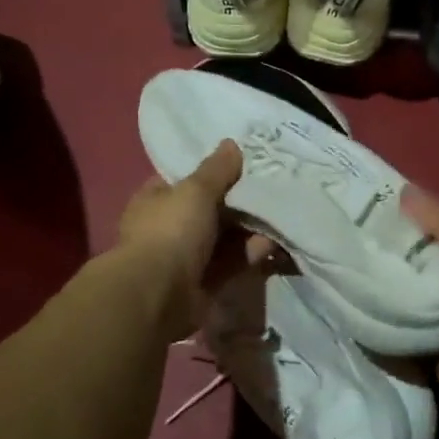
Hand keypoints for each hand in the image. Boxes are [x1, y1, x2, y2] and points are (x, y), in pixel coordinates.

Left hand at [118, 141, 269, 339]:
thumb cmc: (171, 231)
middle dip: (239, 200)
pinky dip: (251, 253)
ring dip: (250, 228)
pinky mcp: (205, 282)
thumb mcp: (195, 190)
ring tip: (282, 212)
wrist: (158, 295)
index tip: (245, 162)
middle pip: (210, 209)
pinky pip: (232, 262)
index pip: (186, 178)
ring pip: (225, 237)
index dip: (213, 170)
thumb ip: (216, 169)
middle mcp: (169, 227)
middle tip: (273, 186)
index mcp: (157, 199)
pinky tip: (276, 242)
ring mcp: (187, 257)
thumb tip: (231, 143)